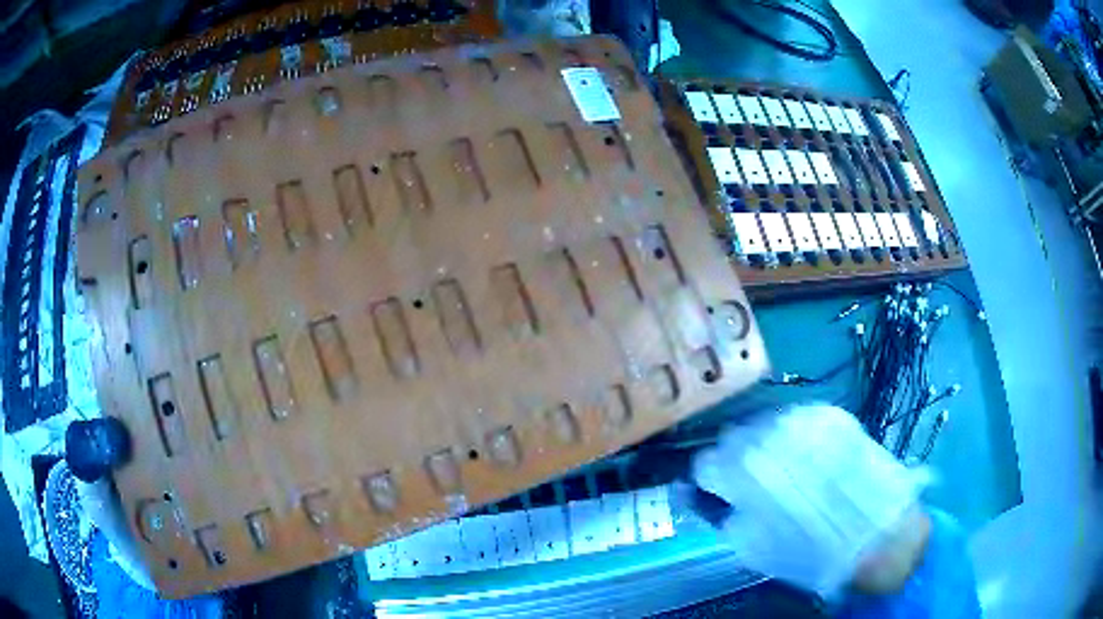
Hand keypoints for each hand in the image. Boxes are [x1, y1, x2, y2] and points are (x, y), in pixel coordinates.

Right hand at [692, 404, 929, 597]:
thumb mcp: (753, 546)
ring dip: (767, 443)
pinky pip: (800, 419)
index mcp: (742, 471)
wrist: (875, 537)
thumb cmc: (808, 551)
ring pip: (767, 422)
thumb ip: (726, 516)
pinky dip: (797, 436)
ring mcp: (804, 420)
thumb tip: (713, 498)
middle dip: (736, 456)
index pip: (705, 461)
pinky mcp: (833, 415)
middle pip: (734, 434)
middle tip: (751, 478)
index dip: (710, 479)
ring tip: (785, 466)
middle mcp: (769, 435)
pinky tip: (810, 457)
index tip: (719, 489)